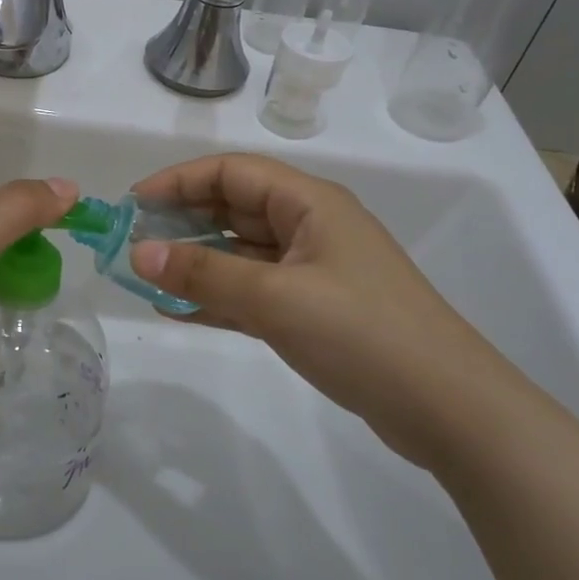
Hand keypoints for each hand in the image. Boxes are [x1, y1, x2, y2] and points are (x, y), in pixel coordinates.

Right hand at [126, 153, 521, 468]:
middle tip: (131, 244)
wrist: (448, 408)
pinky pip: (252, 290)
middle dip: (181, 221)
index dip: (178, 181)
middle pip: (233, 208)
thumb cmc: (361, 333)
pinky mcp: (314, 309)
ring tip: (144, 277)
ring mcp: (313, 269)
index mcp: (309, 203)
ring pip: (239, 251)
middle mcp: (310, 226)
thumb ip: (203, 273)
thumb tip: (137, 251)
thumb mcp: (275, 298)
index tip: (132, 205)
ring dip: (194, 261)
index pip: (231, 172)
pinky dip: (216, 296)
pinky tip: (177, 310)